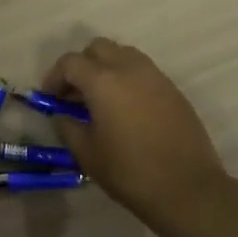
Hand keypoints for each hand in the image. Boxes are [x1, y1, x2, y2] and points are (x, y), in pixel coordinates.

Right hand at [41, 38, 232, 232]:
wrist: (187, 188)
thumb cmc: (130, 172)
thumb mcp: (87, 154)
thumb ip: (69, 127)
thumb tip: (63, 115)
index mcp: (103, 81)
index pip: (70, 62)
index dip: (54, 77)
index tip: (50, 98)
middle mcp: (130, 68)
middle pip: (98, 48)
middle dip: (81, 65)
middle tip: (74, 94)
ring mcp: (156, 76)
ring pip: (124, 55)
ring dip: (106, 68)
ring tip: (100, 100)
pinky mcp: (173, 90)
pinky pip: (143, 72)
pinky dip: (128, 80)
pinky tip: (126, 110)